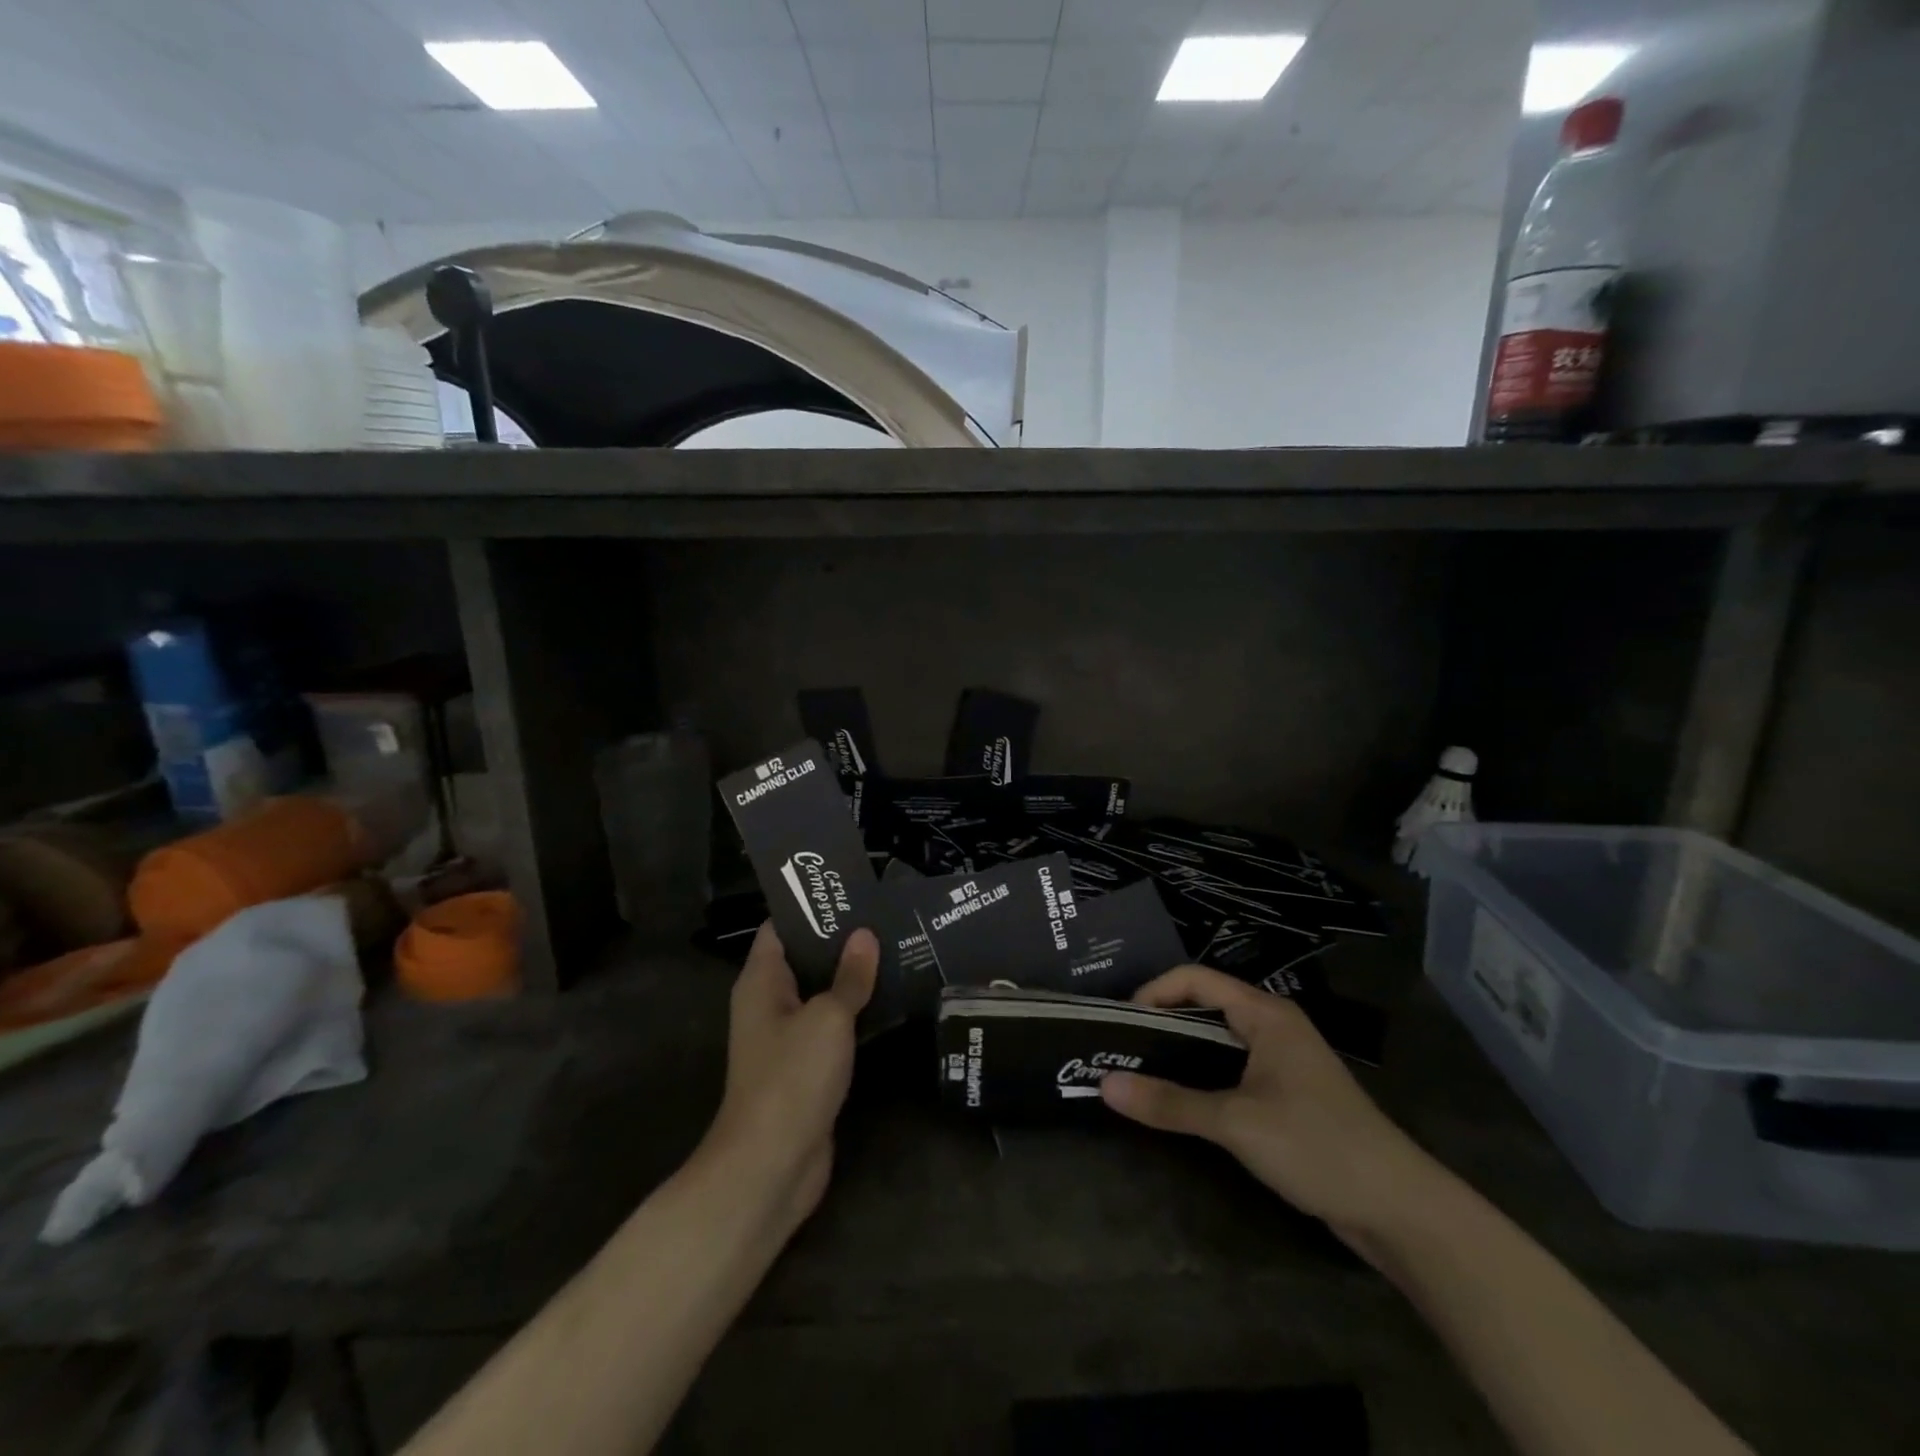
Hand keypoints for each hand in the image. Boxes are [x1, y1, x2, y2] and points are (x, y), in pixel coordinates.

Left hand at [701, 924, 877, 1234]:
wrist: (772, 1165)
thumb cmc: (792, 1076)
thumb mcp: (827, 1018)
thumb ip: (849, 976)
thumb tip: (864, 935)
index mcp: (762, 982)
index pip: (781, 928)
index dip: (811, 907)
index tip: (850, 891)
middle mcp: (770, 1004)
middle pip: (805, 959)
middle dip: (842, 941)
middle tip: (887, 917)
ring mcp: (788, 1038)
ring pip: (823, 994)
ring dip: (854, 978)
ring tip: (898, 949)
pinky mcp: (808, 1068)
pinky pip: (833, 1028)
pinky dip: (858, 1014)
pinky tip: (893, 1000)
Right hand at [1100, 965, 1440, 1251]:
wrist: (1399, 1209)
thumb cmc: (1317, 1145)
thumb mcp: (1236, 1123)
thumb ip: (1170, 1103)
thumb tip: (1104, 1086)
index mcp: (1265, 1014)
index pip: (1195, 978)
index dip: (1154, 991)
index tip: (1120, 1022)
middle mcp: (1274, 1026)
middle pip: (1205, 1005)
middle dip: (1161, 1022)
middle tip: (1120, 1048)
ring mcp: (1283, 1060)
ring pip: (1218, 1040)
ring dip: (1180, 1052)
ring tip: (1139, 1072)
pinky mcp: (1288, 1094)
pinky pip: (1232, 1069)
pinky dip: (1202, 1077)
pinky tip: (1181, 1101)